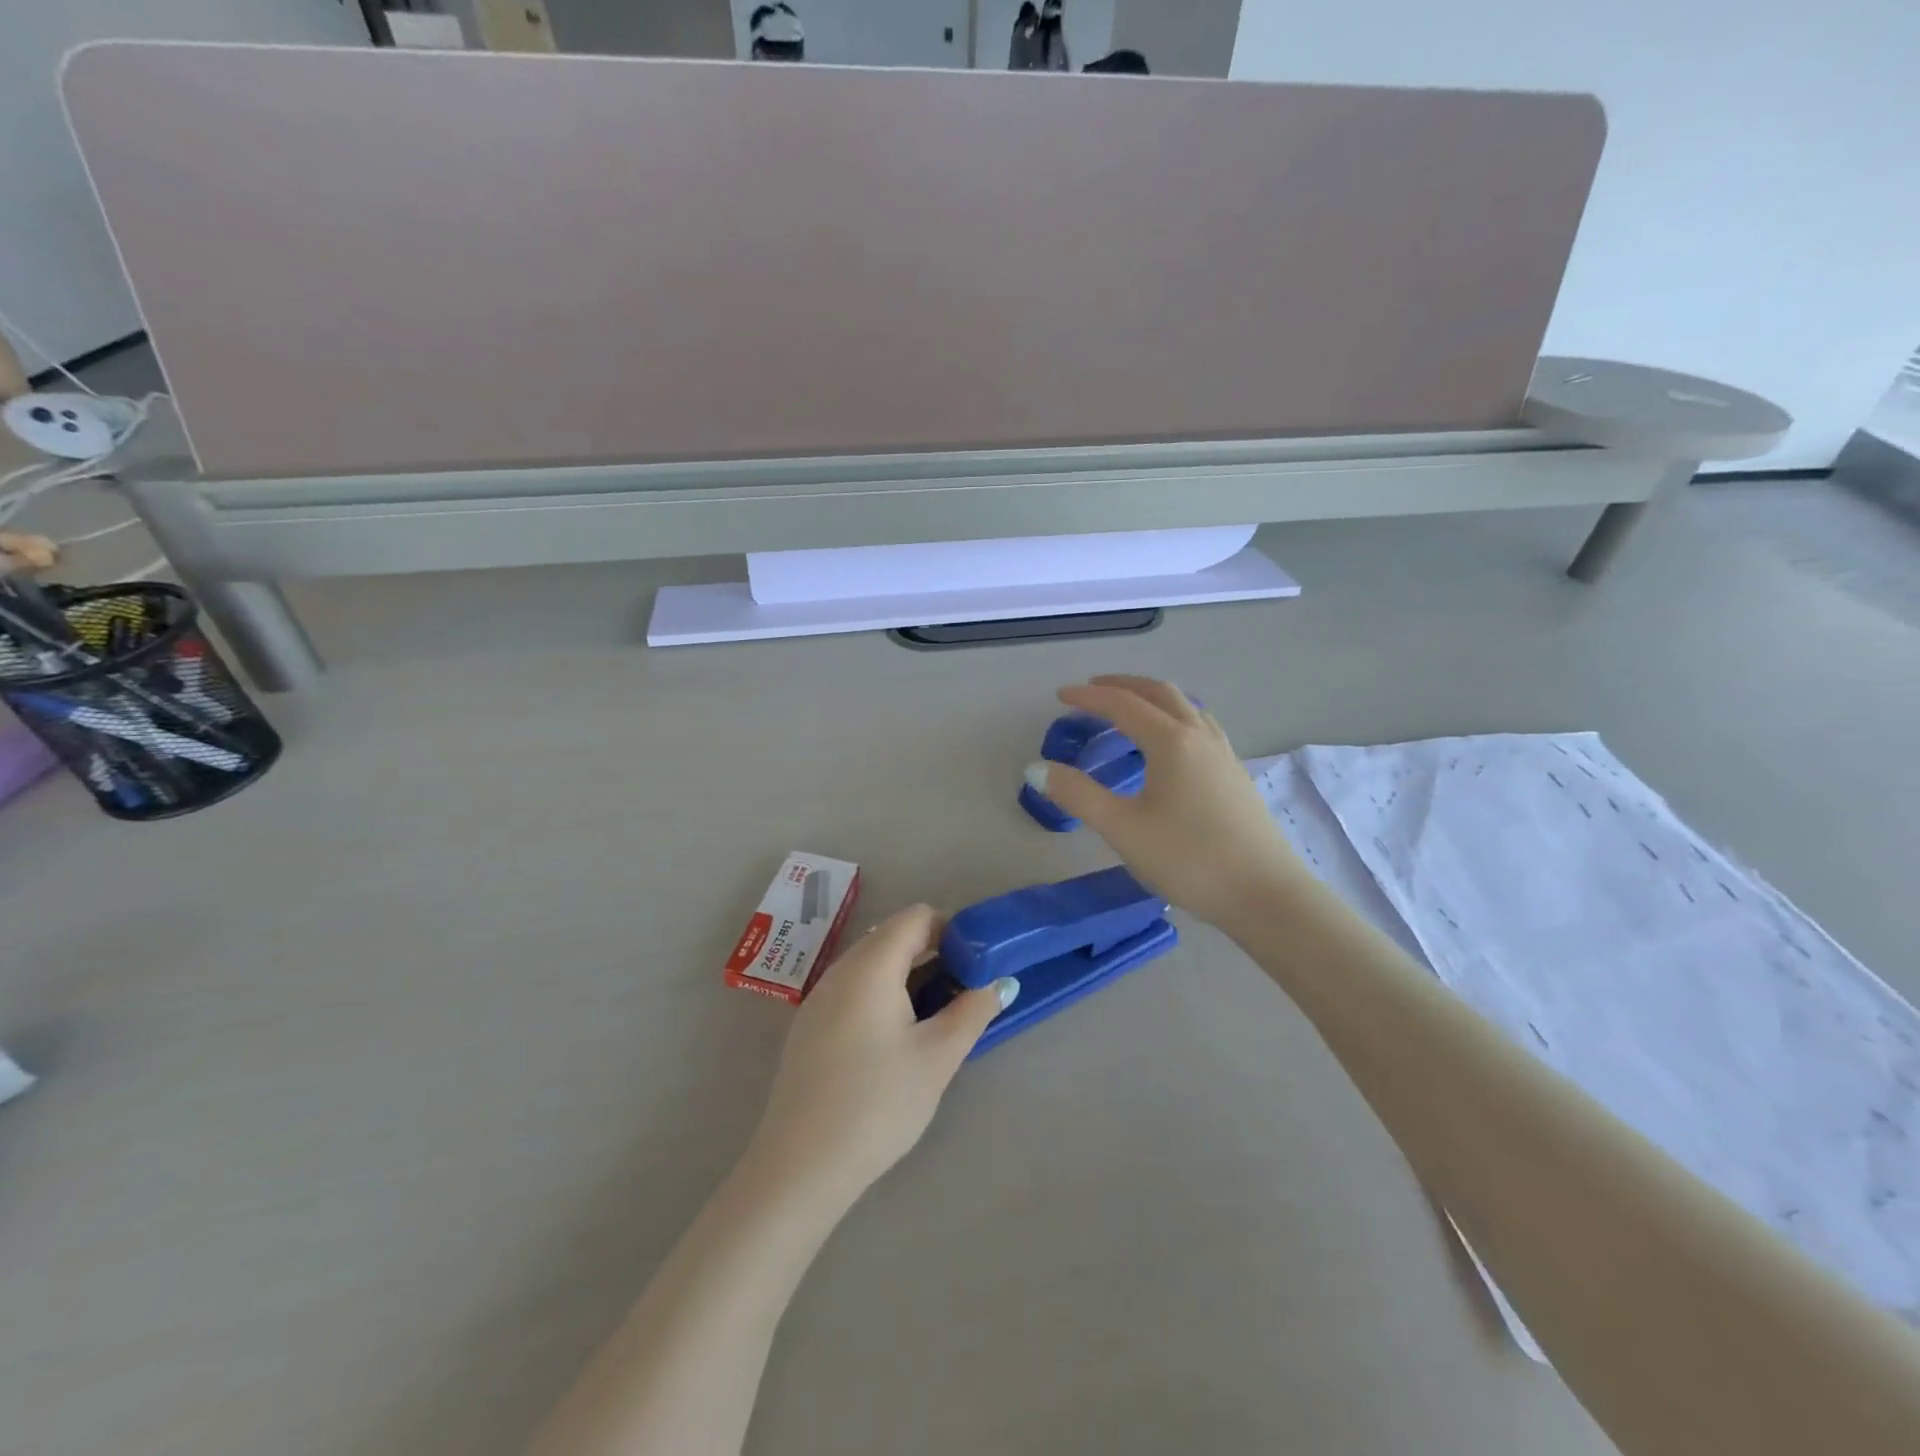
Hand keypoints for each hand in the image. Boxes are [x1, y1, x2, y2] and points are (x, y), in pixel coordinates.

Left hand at [745, 904, 1017, 1201]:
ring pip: (872, 963)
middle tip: (965, 988)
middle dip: (934, 952)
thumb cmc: (878, 1103)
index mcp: (870, 966)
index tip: (977, 962)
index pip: (916, 917)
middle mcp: (840, 970)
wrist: (801, 1165)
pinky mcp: (810, 1025)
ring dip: (909, 974)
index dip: (952, 929)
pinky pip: (854, 988)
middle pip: (893, 936)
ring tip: (937, 1013)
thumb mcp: (937, 1057)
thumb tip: (1002, 982)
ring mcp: (820, 997)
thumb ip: (973, 1011)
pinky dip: (884, 993)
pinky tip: (898, 1036)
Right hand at [1030, 675, 1304, 929]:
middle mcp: (1200, 736)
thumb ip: (1077, 795)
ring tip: (1130, 710)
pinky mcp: (1235, 775)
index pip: (1123, 705)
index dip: (1089, 698)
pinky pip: (1200, 727)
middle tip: (1092, 690)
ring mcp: (1223, 754)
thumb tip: (1036, 768)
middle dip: (1123, 686)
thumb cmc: (1188, 858)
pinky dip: (1174, 717)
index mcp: (1171, 741)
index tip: (1059, 697)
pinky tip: (1171, 745)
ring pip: (1186, 707)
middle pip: (1160, 693)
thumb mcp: (1122, 828)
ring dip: (1152, 698)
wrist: (1264, 894)